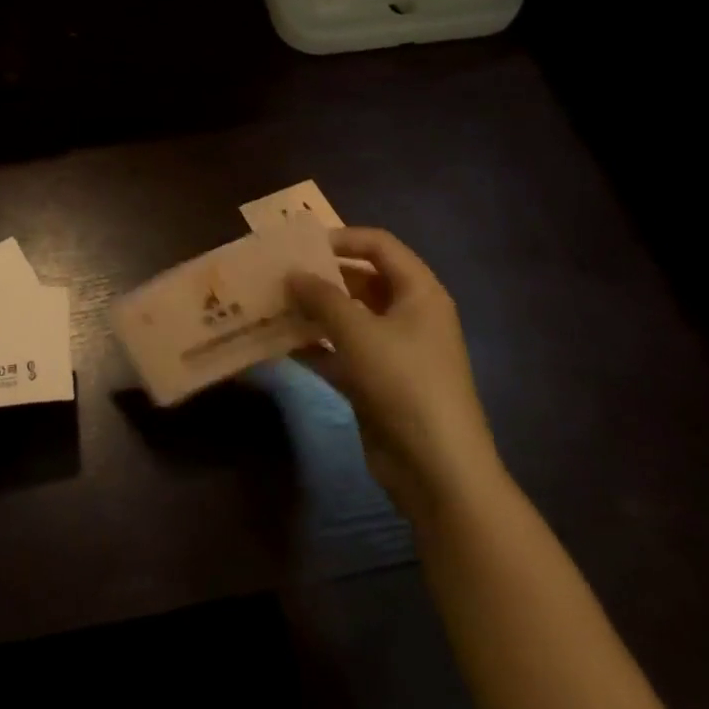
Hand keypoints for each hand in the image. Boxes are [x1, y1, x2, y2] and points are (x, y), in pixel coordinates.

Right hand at [289, 228, 504, 524]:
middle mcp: (409, 315)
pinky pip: (341, 351)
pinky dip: (314, 345)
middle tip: (278, 273)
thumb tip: (292, 274)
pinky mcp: (376, 382)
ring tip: (271, 302)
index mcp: (419, 292)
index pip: (379, 245)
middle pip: (361, 279)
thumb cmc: (404, 383)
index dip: (341, 238)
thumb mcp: (358, 332)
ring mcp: (393, 350)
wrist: (438, 470)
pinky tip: (280, 343)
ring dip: (312, 310)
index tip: (300, 244)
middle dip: (320, 276)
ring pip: (347, 317)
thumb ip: (321, 297)